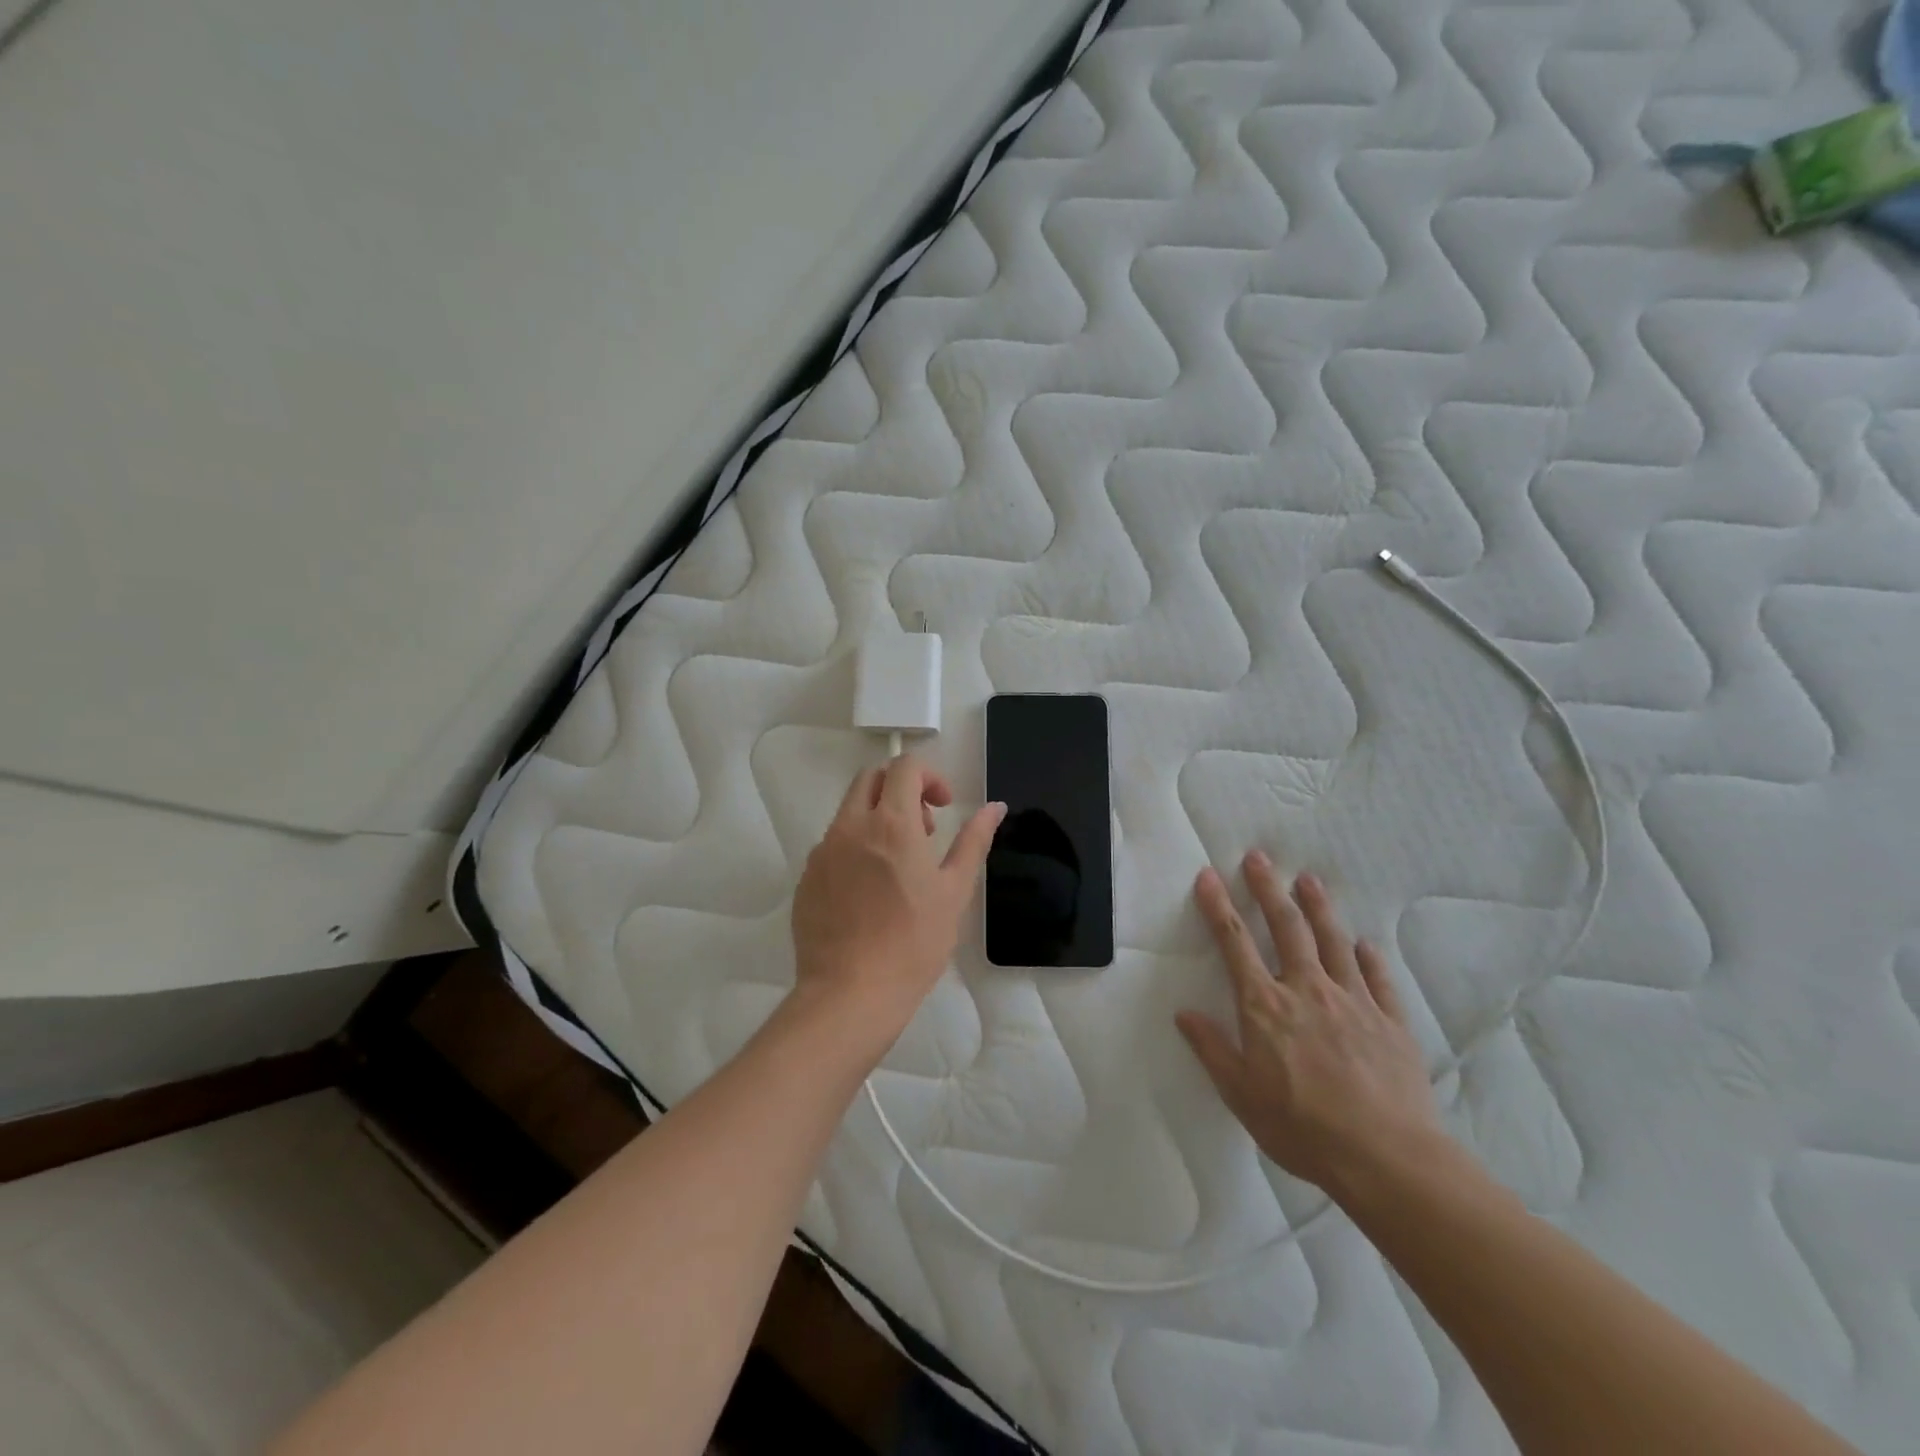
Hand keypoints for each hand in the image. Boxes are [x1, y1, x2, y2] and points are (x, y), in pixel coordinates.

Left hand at [790, 756, 1005, 1040]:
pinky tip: (870, 892)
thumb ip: (974, 841)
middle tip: (923, 829)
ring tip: (898, 866)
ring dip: (877, 818)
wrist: (850, 993)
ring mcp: (823, 852)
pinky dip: (856, 848)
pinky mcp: (807, 878)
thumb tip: (994, 807)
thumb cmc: (913, 943)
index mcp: (891, 824)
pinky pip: (832, 845)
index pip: (904, 767)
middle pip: (871, 779)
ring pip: (849, 811)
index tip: (942, 808)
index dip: (929, 777)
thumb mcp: (954, 891)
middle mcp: (851, 827)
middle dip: (900, 790)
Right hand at [1176, 851, 1444, 1201]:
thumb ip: (1212, 1049)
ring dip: (1318, 907)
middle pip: (1286, 927)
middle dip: (1268, 888)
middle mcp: (1307, 990)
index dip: (1218, 907)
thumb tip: (1185, 1014)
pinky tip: (1364, 945)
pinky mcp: (1390, 1021)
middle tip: (1259, 857)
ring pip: (1332, 941)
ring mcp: (1353, 1002)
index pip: (1235, 943)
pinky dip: (1368, 957)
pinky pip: (1377, 979)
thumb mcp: (1241, 1094)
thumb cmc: (1302, 1128)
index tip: (1208, 876)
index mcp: (1265, 1006)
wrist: (1387, 1158)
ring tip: (1309, 880)